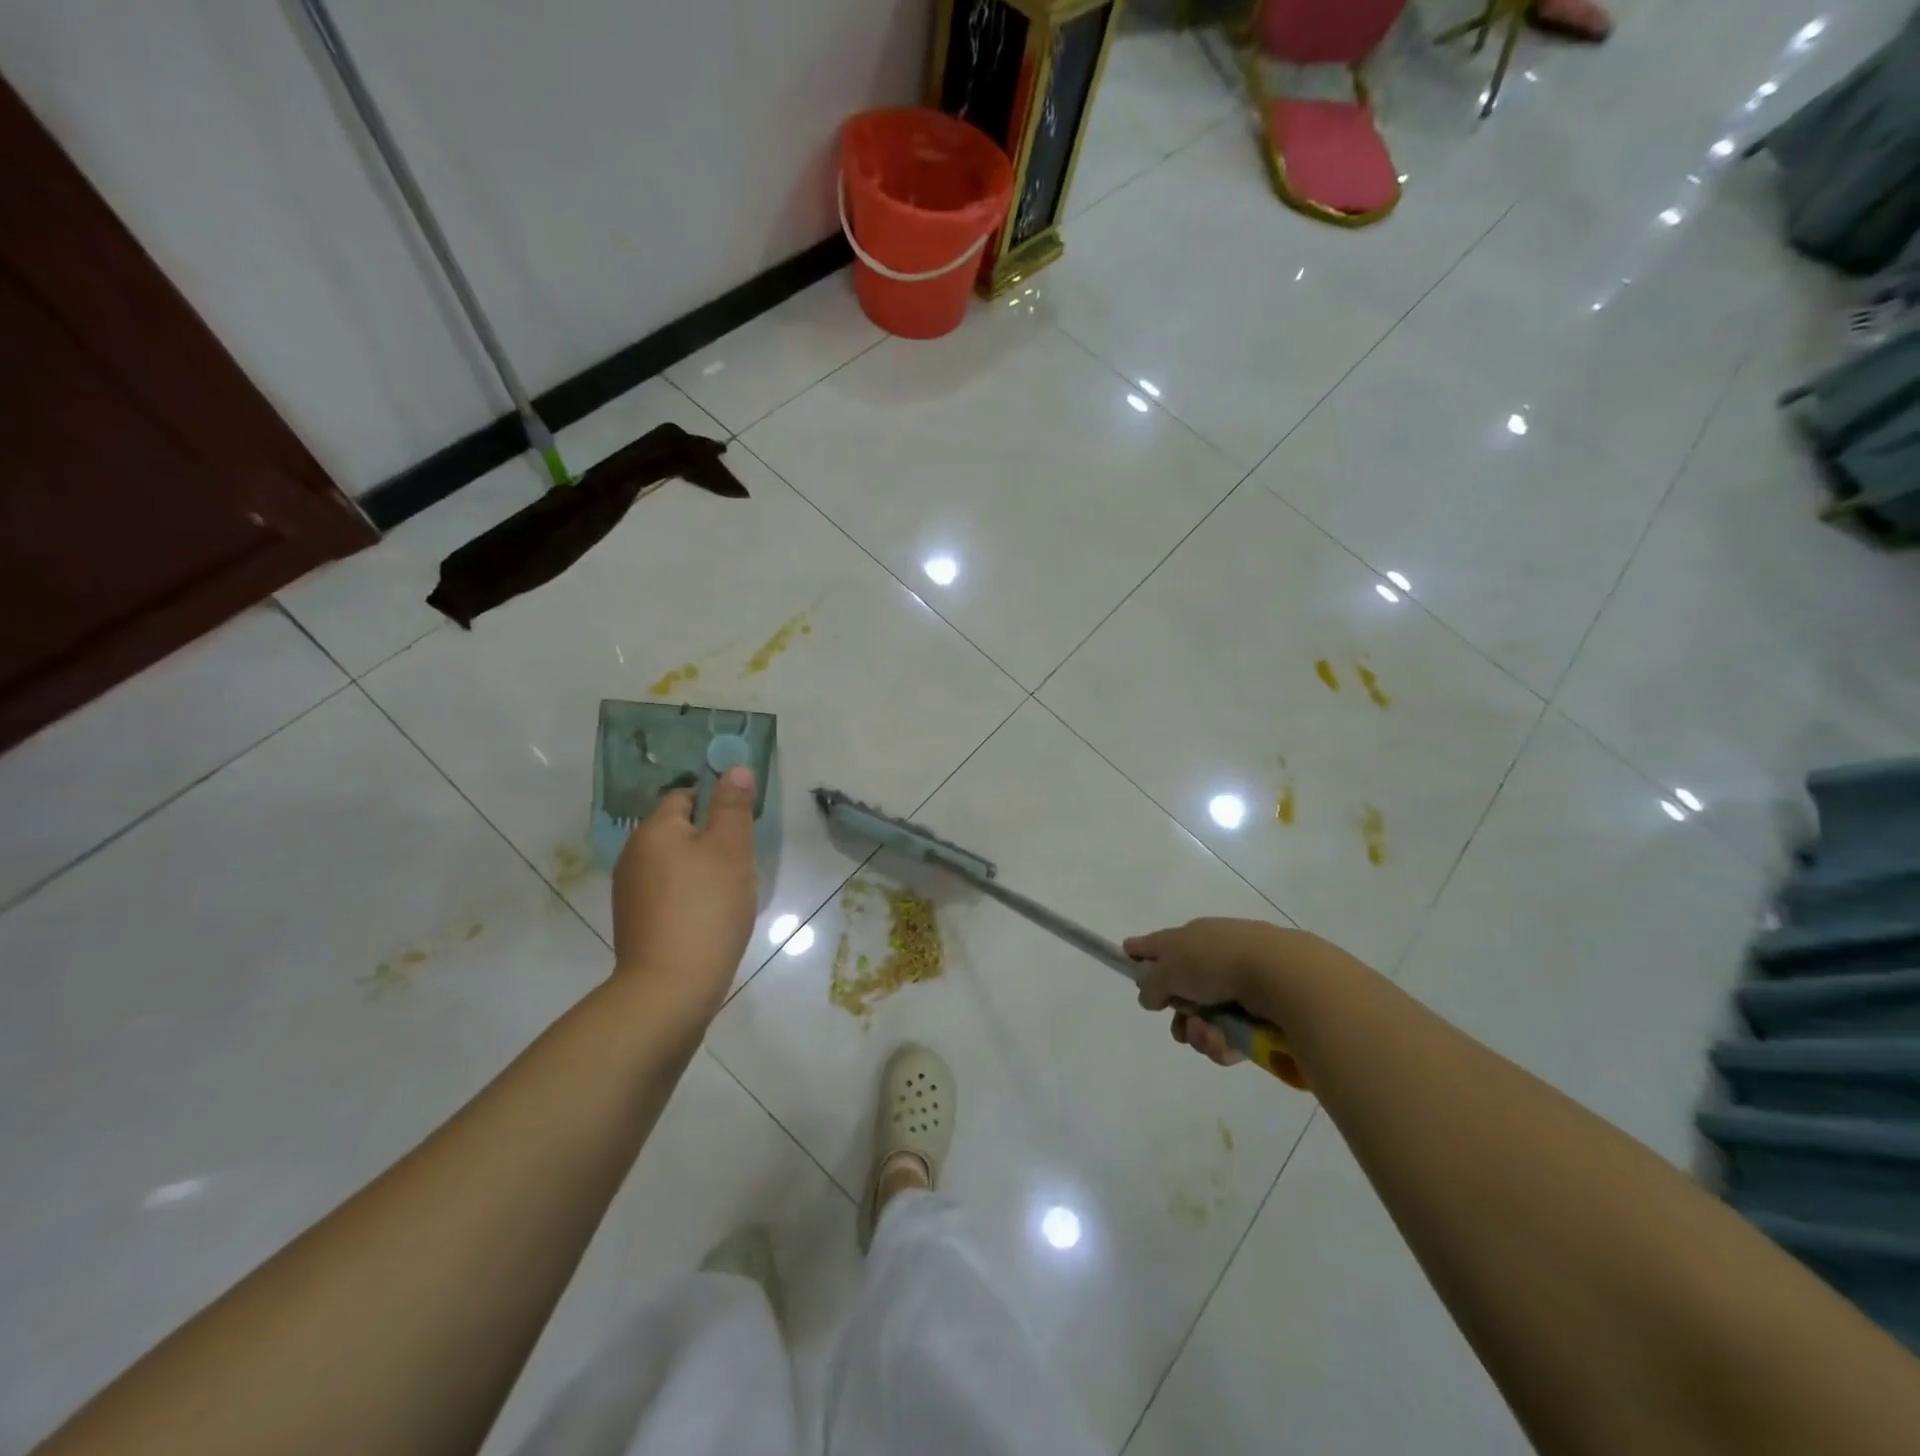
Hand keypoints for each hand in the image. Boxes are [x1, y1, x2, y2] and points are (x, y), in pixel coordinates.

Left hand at [612, 766, 759, 1010]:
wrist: (670, 988)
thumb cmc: (706, 908)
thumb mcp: (731, 850)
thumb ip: (733, 806)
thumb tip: (735, 768)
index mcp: (654, 830)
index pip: (685, 796)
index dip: (716, 803)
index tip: (743, 826)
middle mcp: (634, 855)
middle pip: (679, 830)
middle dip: (712, 839)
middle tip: (743, 861)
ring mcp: (630, 892)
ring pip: (675, 863)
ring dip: (703, 869)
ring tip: (730, 892)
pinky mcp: (637, 922)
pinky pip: (669, 892)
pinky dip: (691, 896)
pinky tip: (711, 917)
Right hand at [1124, 918, 1349, 1070]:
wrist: (1279, 974)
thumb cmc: (1215, 962)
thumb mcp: (1169, 969)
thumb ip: (1151, 983)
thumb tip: (1147, 994)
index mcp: (1191, 937)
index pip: (1158, 943)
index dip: (1141, 953)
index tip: (1129, 962)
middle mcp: (1213, 955)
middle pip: (1182, 990)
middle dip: (1178, 1016)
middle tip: (1179, 1028)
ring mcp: (1239, 982)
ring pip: (1207, 1017)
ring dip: (1201, 1033)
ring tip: (1209, 1037)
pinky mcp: (1262, 1009)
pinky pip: (1233, 1032)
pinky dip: (1225, 1042)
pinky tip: (1227, 1045)